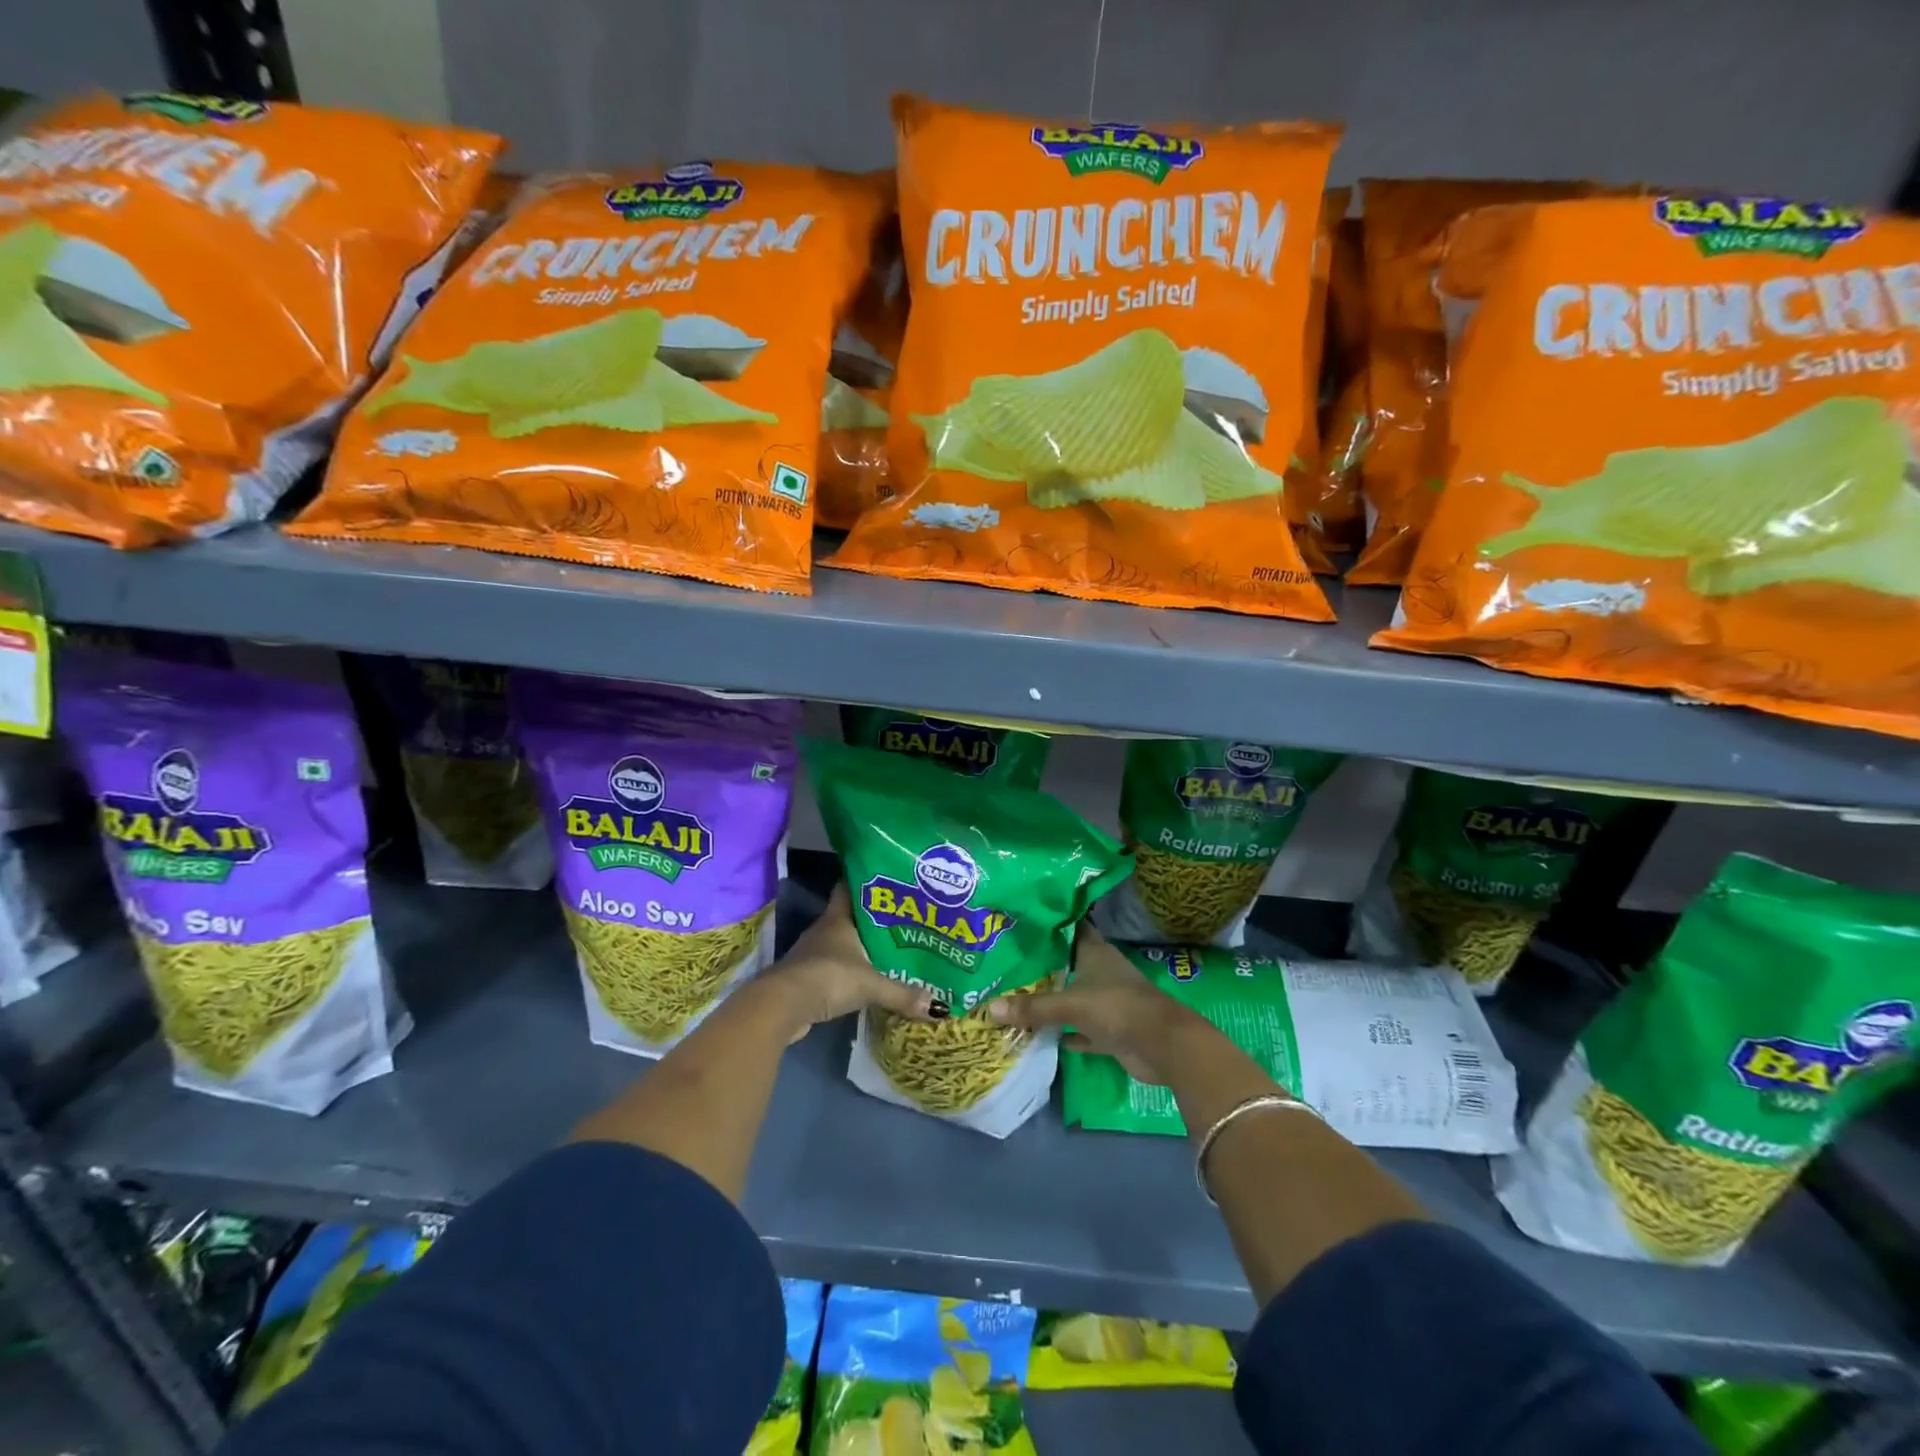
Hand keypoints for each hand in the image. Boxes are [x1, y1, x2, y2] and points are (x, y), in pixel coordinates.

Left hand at [768, 883, 933, 1040]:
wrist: (782, 1007)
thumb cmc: (828, 977)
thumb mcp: (870, 984)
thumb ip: (902, 993)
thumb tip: (937, 1006)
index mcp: (838, 919)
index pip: (850, 888)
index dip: (866, 882)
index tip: (888, 879)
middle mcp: (825, 930)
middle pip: (851, 917)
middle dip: (874, 919)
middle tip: (904, 918)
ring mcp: (814, 954)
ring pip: (844, 944)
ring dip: (862, 947)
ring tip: (893, 949)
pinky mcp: (809, 977)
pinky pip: (837, 968)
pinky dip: (852, 971)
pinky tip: (870, 978)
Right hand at [986, 925, 1213, 1083]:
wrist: (1164, 1046)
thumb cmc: (1118, 1008)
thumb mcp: (1072, 1004)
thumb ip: (1034, 1008)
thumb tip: (990, 1008)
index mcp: (1095, 952)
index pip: (1069, 928)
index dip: (1048, 923)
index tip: (1021, 920)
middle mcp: (1100, 972)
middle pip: (1067, 964)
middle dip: (1042, 965)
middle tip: (1006, 961)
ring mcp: (1107, 1002)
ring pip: (1073, 997)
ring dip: (1052, 1000)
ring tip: (1014, 995)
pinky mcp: (1110, 1031)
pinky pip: (1080, 1029)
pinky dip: (1064, 1033)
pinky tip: (1040, 1035)